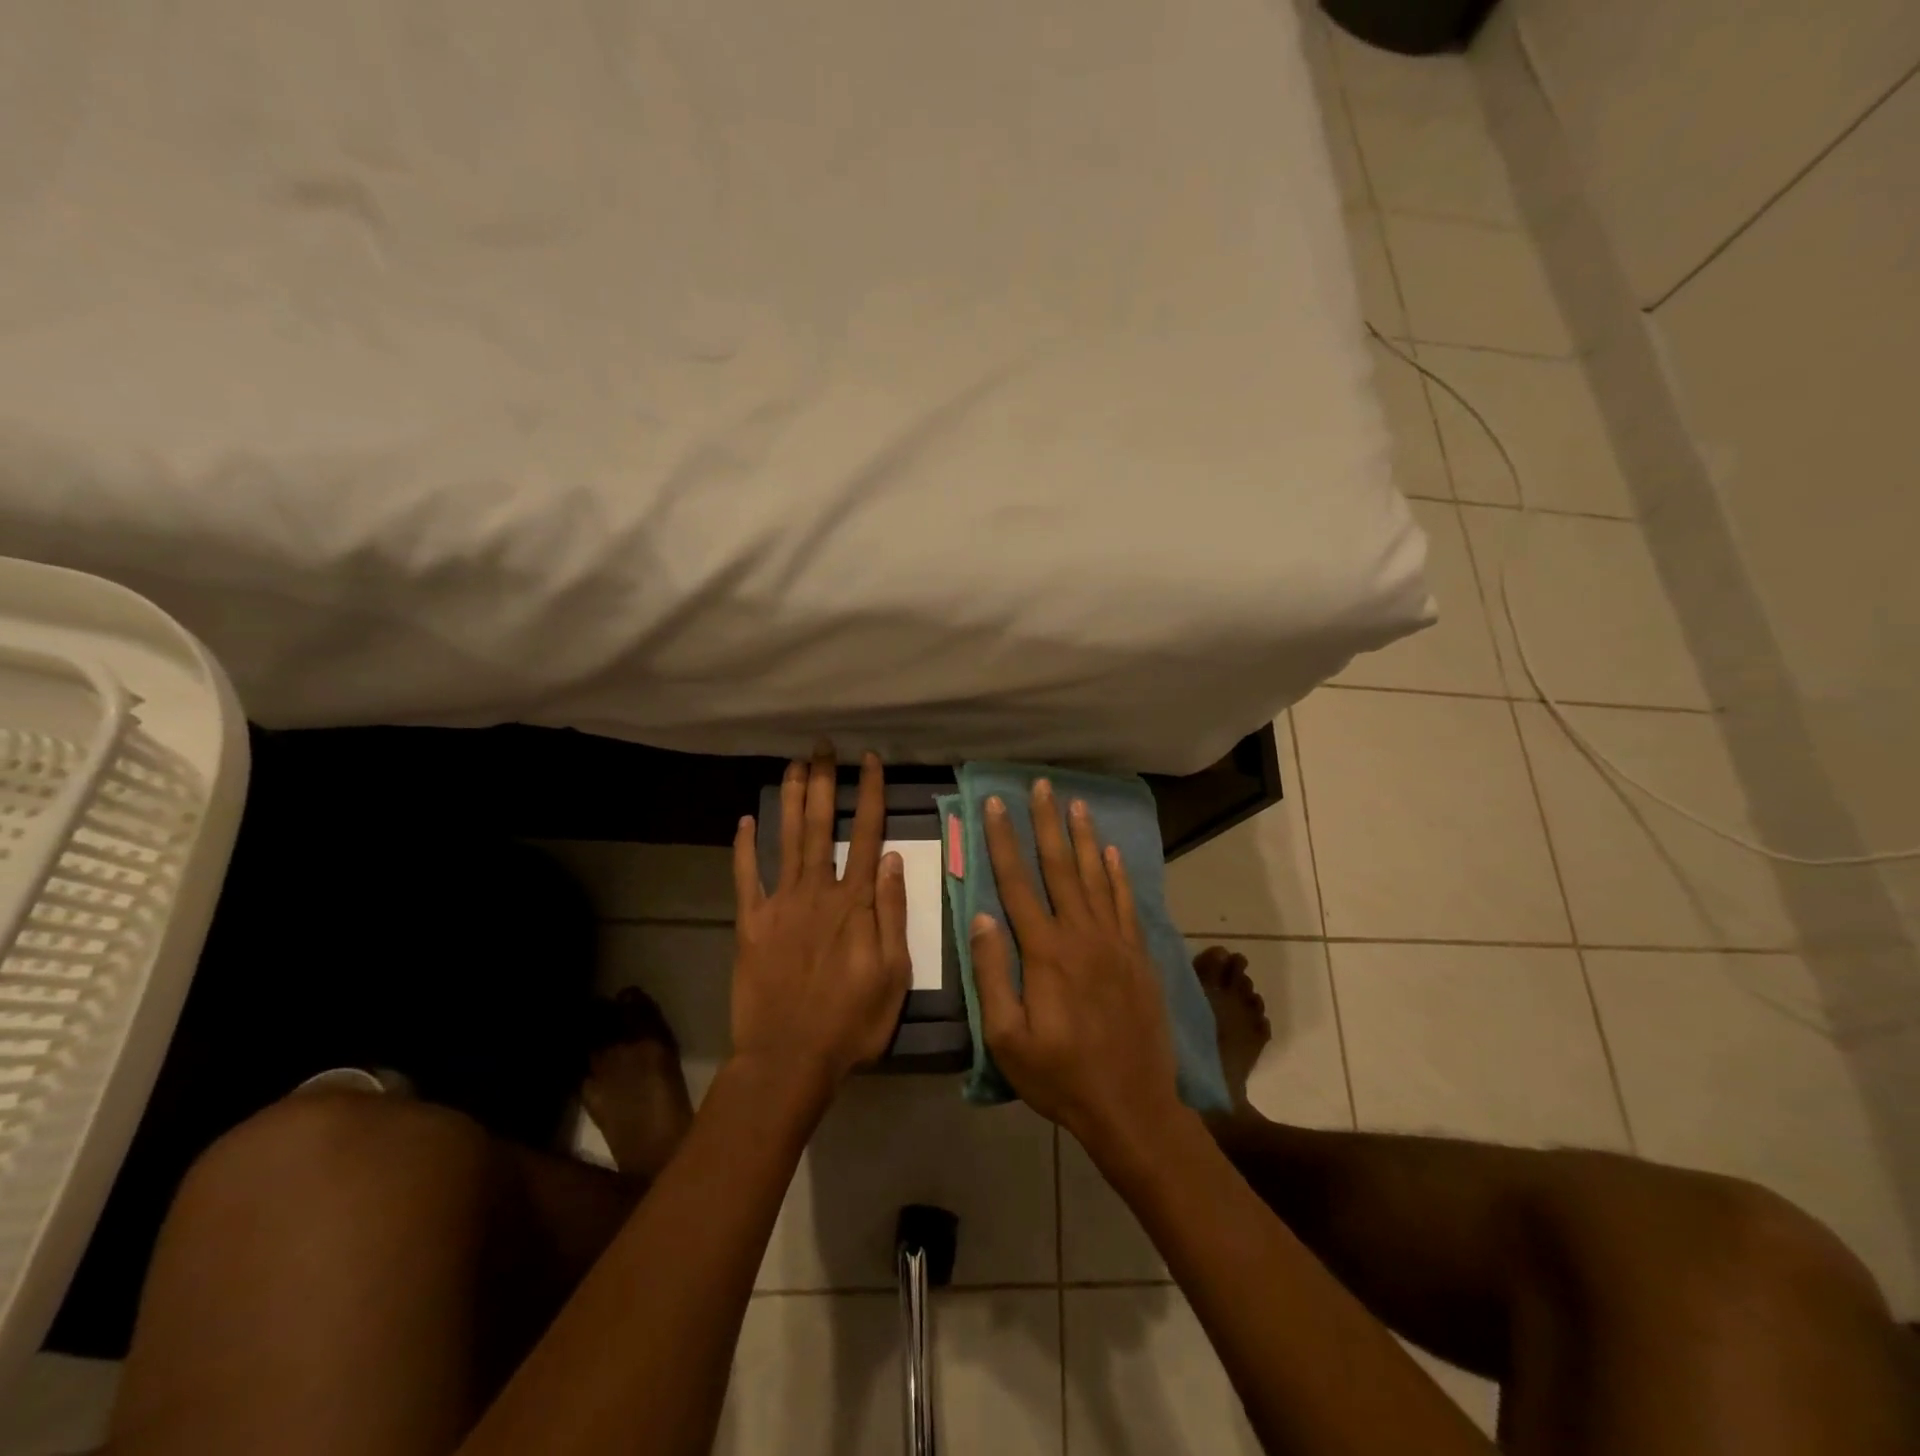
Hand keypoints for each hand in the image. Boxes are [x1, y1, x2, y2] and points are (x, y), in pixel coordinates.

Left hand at [730, 749, 911, 1093]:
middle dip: (824, 782)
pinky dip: (744, 847)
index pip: (866, 834)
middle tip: (822, 747)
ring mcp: (780, 904)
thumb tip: (893, 859)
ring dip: (790, 799)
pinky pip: (746, 877)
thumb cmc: (851, 1021)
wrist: (789, 1058)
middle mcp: (817, 891)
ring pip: (786, 840)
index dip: (869, 794)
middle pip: (820, 826)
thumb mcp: (894, 974)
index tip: (869, 761)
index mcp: (855, 903)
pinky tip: (745, 819)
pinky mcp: (751, 923)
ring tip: (793, 765)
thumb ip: (893, 913)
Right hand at [971, 780, 1184, 1158]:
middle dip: (1046, 822)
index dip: (1002, 840)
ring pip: (1097, 877)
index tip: (993, 804)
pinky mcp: (1139, 957)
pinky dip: (1119, 875)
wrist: (1132, 1106)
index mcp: (1045, 952)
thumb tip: (982, 917)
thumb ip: (992, 974)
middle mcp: (1082, 935)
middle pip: (1060, 867)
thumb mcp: (1007, 1038)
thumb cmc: (1060, 1076)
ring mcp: (1115, 943)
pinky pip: (1127, 904)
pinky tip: (1113, 853)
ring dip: (1083, 837)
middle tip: (1040, 785)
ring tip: (1076, 803)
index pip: (1017, 883)